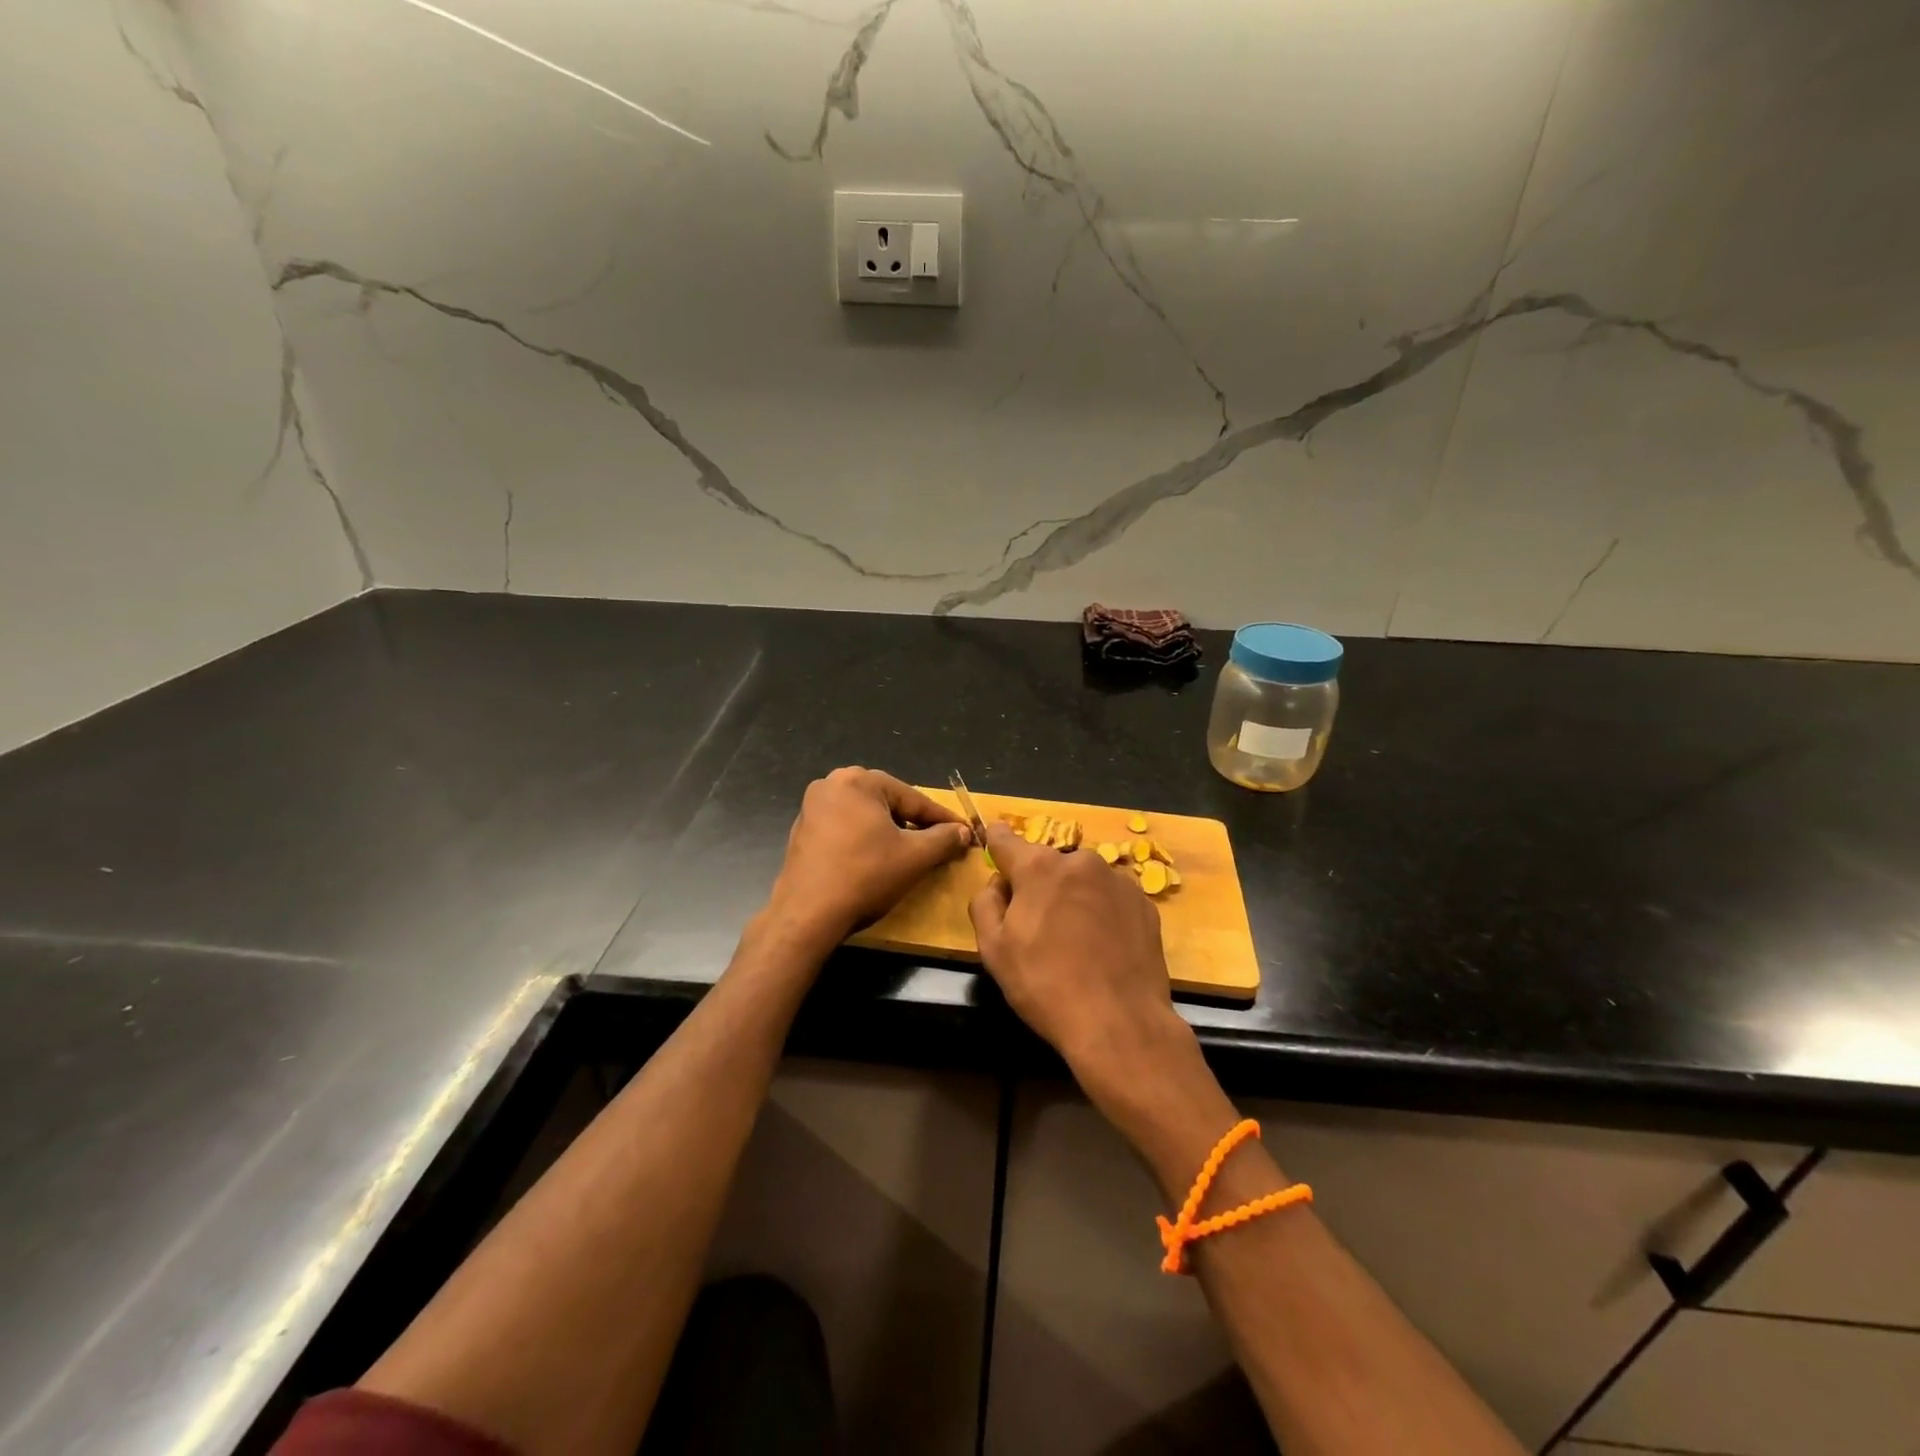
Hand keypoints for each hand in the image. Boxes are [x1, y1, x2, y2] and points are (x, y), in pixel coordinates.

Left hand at [767, 767, 970, 945]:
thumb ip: (944, 839)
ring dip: (890, 831)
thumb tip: (963, 831)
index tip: (965, 833)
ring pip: (866, 815)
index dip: (943, 819)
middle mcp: (831, 784)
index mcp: (858, 781)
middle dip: (915, 823)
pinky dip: (865, 840)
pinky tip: (877, 860)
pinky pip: (845, 828)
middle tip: (939, 842)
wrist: (807, 916)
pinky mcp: (803, 832)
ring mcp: (812, 808)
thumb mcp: (915, 857)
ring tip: (911, 852)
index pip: (913, 799)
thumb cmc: (865, 876)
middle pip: (888, 802)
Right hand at [968, 824, 1192, 1092]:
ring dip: (1072, 897)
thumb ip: (985, 903)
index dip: (996, 842)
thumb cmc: (1045, 985)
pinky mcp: (1145, 904)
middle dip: (1038, 884)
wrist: (1120, 1023)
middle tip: (1036, 926)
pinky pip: (1111, 898)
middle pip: (1048, 864)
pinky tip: (1102, 948)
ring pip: (1082, 880)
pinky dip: (1102, 912)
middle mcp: (1081, 861)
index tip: (992, 842)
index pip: (1006, 840)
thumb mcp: (993, 949)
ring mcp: (1118, 880)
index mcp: (1039, 867)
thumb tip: (999, 883)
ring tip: (1074, 942)